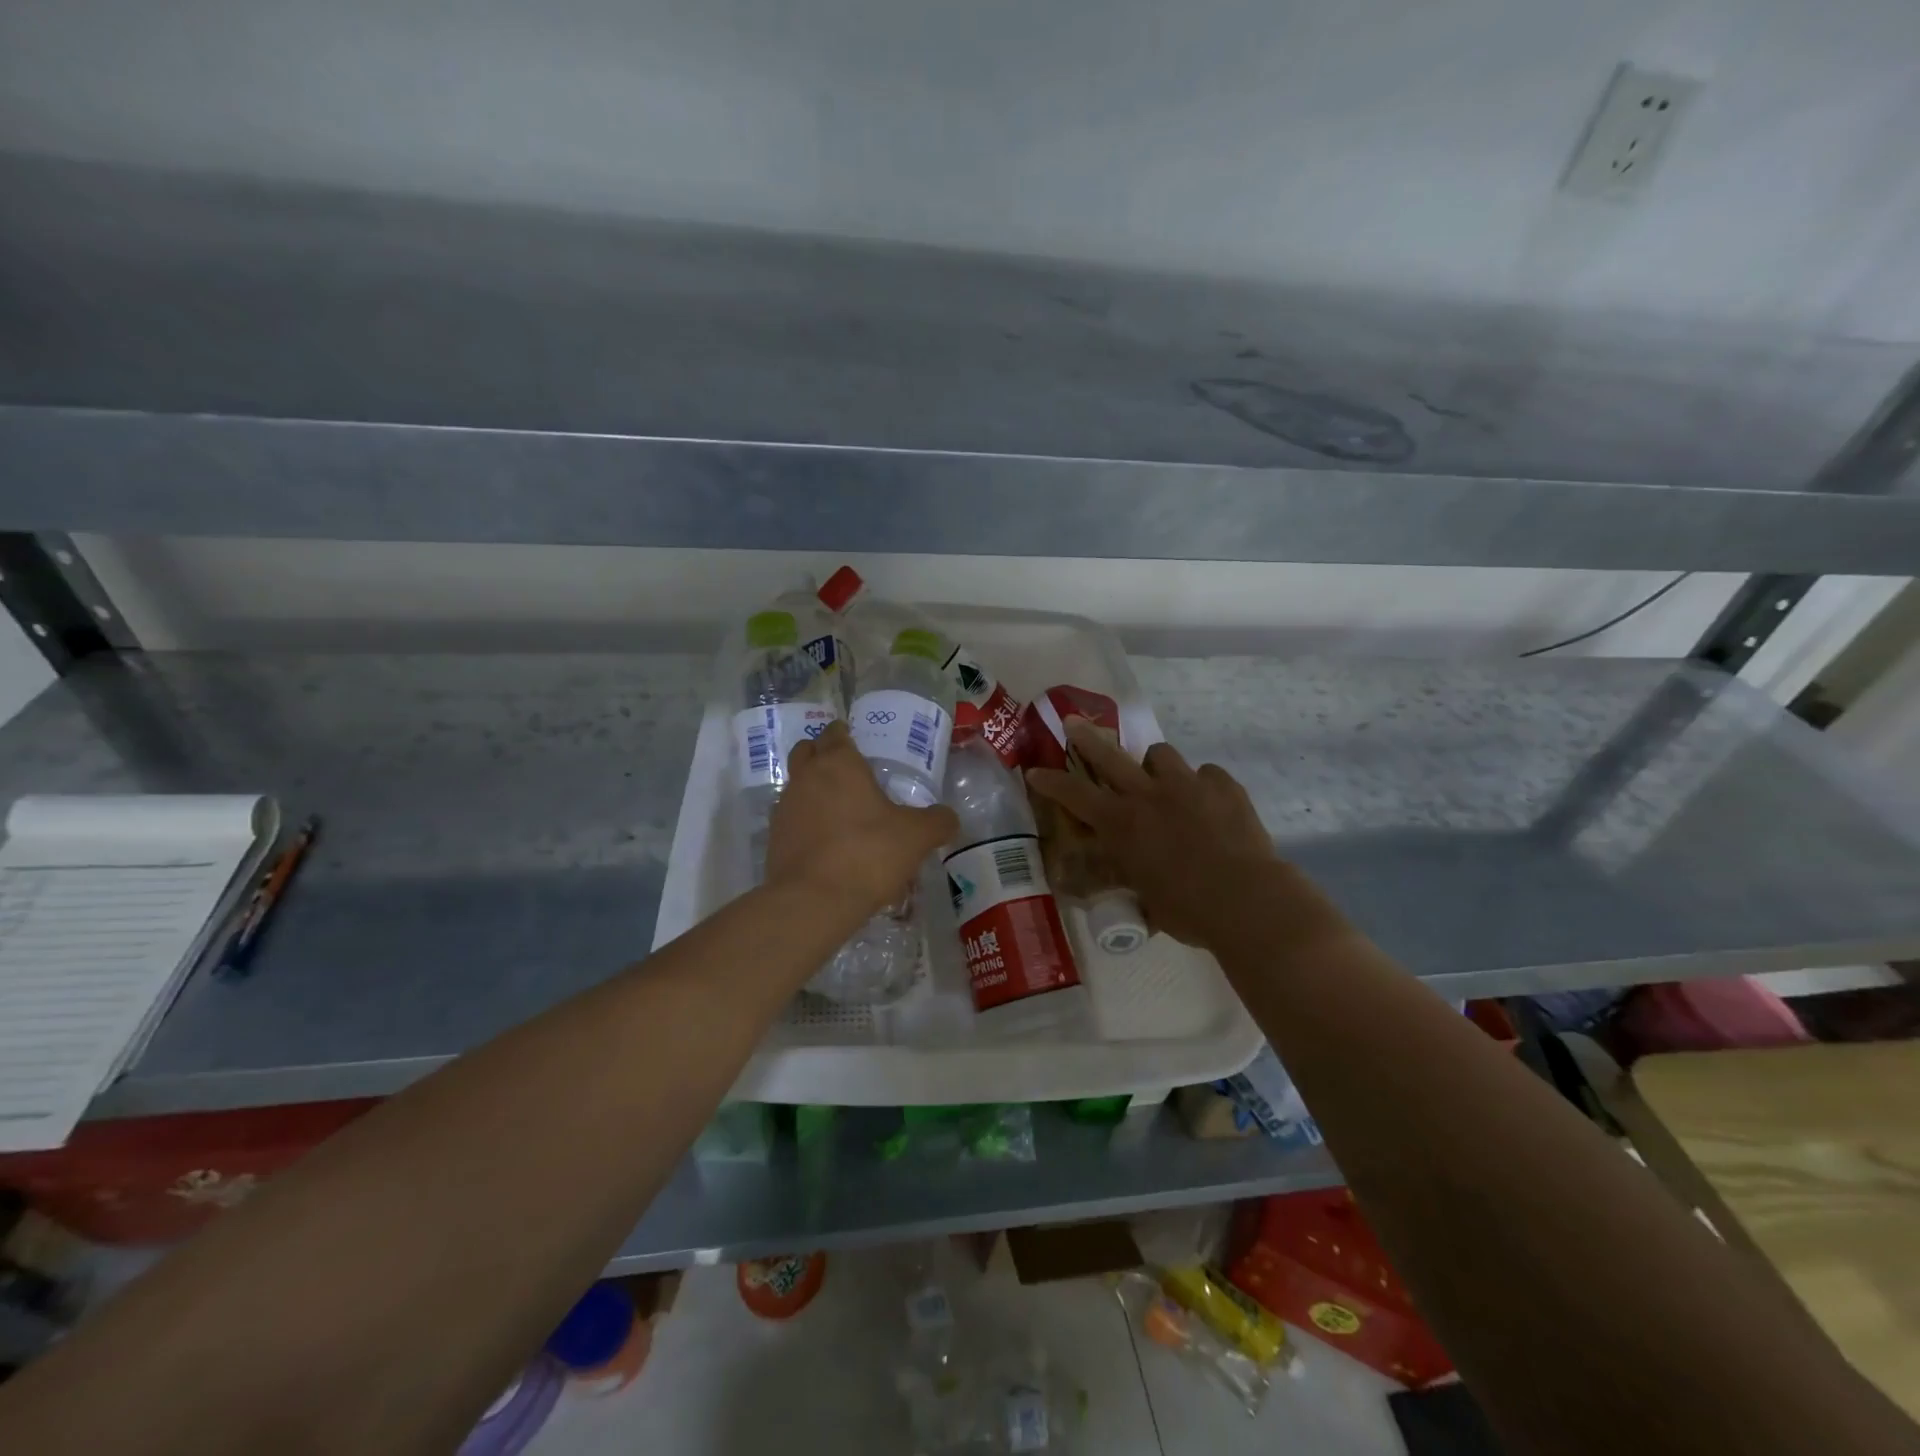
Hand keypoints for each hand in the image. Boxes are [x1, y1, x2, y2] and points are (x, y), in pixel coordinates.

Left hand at [766, 721, 959, 921]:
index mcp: (839, 764)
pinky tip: (827, 842)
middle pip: (807, 751)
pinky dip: (806, 822)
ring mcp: (785, 808)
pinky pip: (792, 819)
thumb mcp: (917, 836)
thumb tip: (947, 818)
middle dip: (823, 754)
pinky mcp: (774, 839)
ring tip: (840, 811)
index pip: (836, 733)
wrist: (814, 901)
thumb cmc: (868, 854)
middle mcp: (806, 777)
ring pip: (797, 785)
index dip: (845, 734)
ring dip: (813, 790)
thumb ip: (937, 822)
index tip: (858, 743)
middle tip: (848, 772)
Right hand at [1027, 720, 1327, 950]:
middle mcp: (1149, 795)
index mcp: (1122, 824)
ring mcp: (1188, 784)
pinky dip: (1201, 785)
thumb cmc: (1187, 910)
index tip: (1035, 770)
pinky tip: (1209, 803)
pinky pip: (1206, 774)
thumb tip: (1123, 878)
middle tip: (1074, 722)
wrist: (1246, 899)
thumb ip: (1130, 877)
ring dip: (1154, 765)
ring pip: (1161, 754)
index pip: (1074, 795)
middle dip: (1087, 738)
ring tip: (1162, 781)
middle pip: (1110, 755)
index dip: (1051, 781)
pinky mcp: (1224, 785)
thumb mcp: (1145, 897)